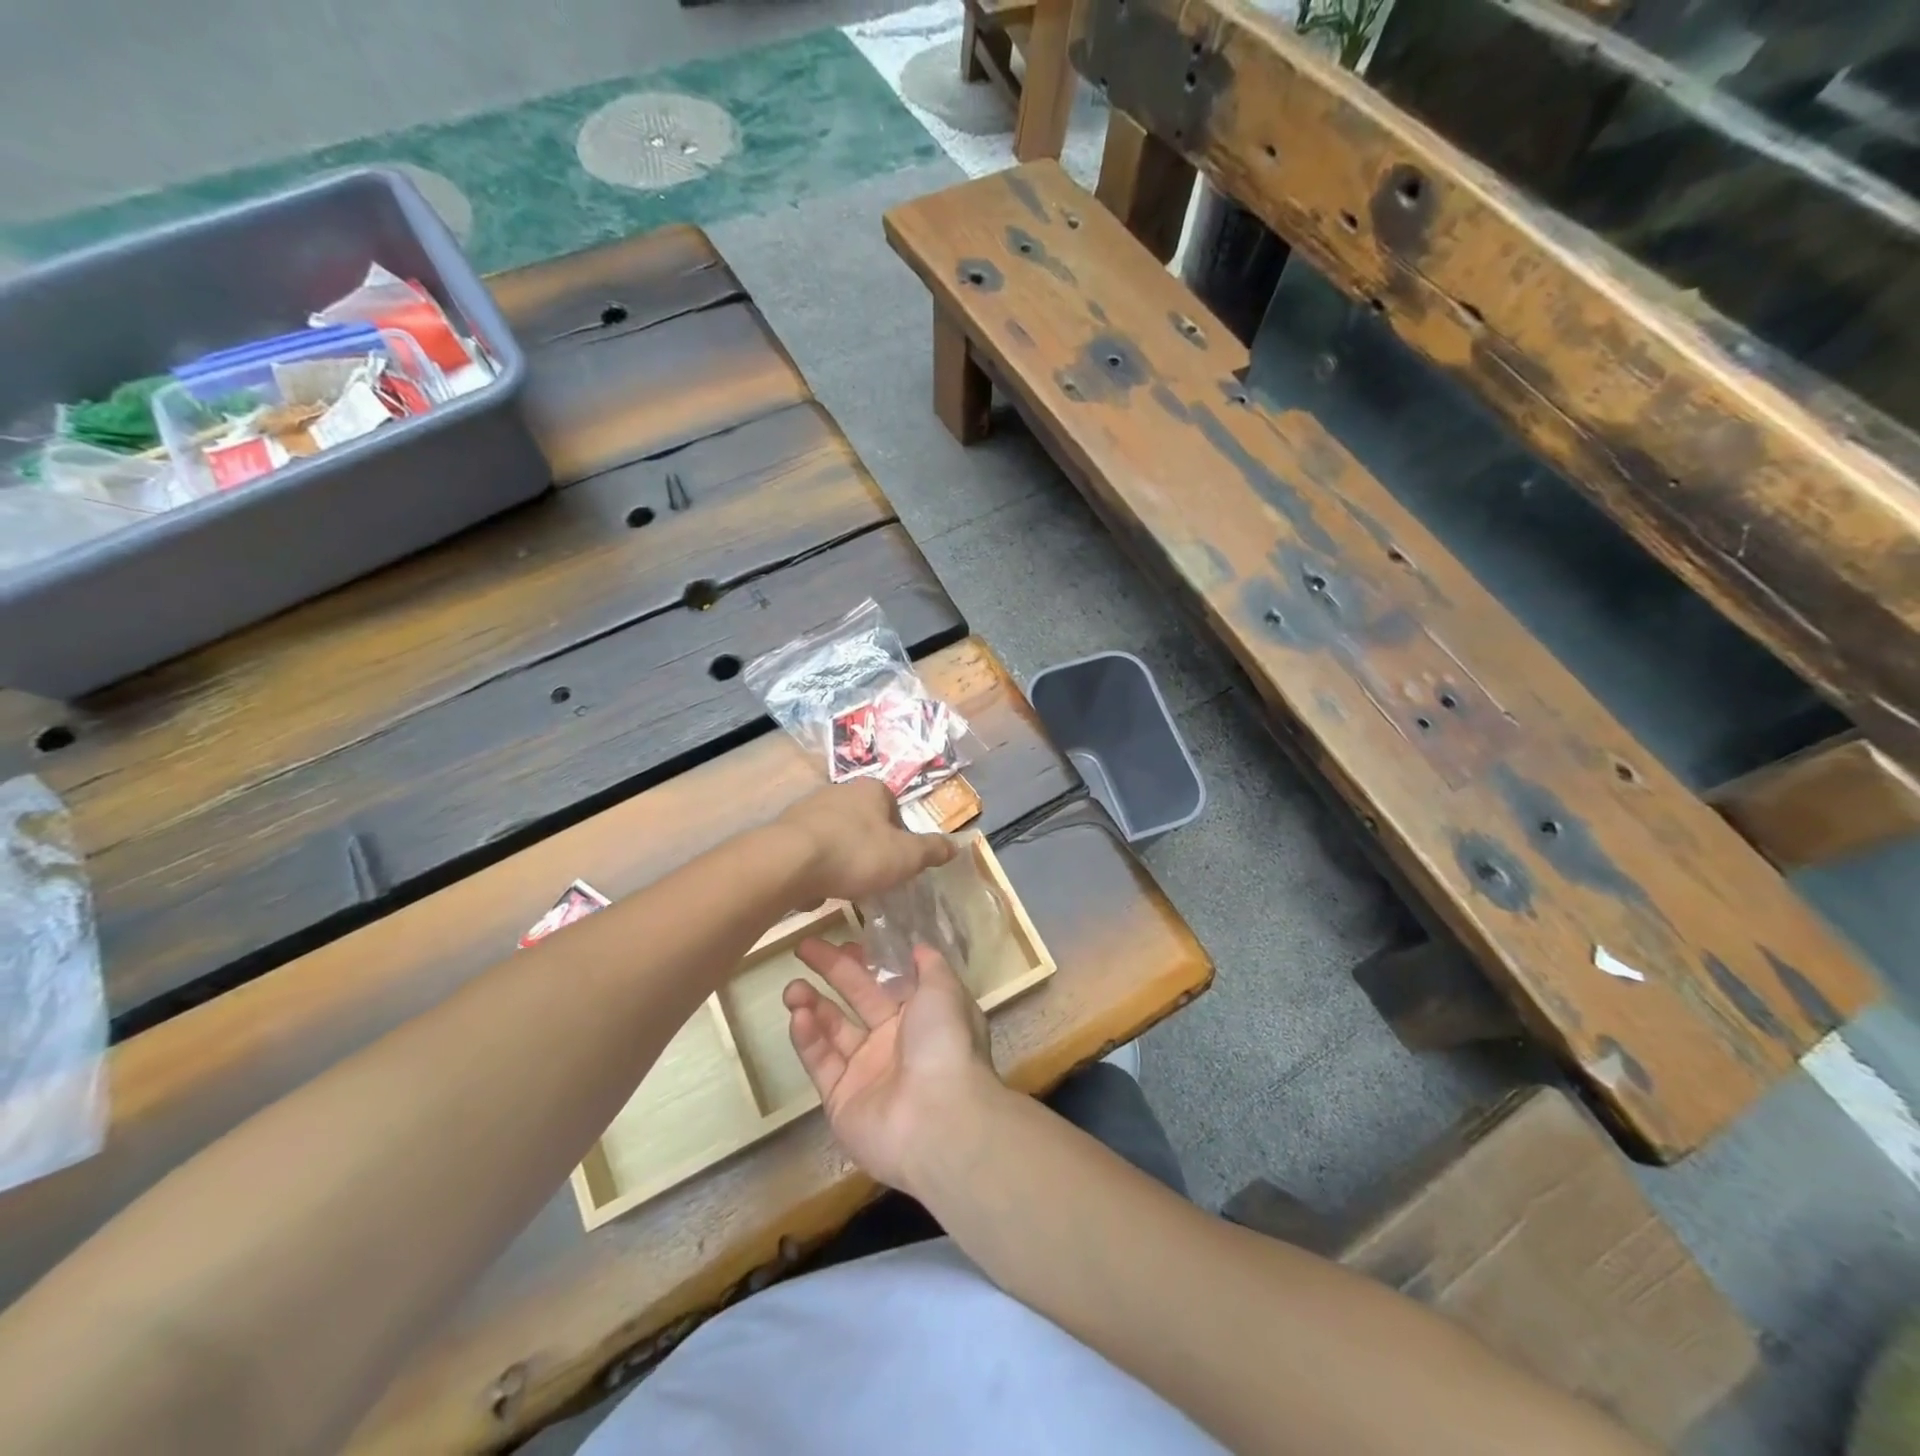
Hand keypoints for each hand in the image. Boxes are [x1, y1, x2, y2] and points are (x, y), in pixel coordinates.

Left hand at [776, 780, 955, 904]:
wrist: (789, 862)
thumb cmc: (856, 853)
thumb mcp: (906, 857)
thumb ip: (931, 851)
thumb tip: (957, 845)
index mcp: (872, 789)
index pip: (895, 808)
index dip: (901, 835)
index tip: (900, 862)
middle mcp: (839, 791)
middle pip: (865, 821)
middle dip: (871, 846)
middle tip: (876, 875)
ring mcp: (809, 809)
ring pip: (837, 835)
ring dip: (843, 857)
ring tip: (847, 885)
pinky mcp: (786, 831)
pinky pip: (810, 849)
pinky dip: (818, 866)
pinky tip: (819, 887)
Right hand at [783, 940, 1000, 1192]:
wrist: (937, 1118)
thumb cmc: (944, 1043)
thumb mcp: (945, 991)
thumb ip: (930, 966)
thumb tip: (919, 947)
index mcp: (922, 1016)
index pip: (887, 982)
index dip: (866, 962)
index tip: (843, 943)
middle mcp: (894, 1042)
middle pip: (857, 999)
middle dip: (832, 972)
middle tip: (803, 947)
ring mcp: (866, 1073)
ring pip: (833, 1030)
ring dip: (812, 1005)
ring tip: (792, 987)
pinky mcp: (841, 1100)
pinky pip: (821, 1063)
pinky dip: (808, 1039)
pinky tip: (797, 1016)